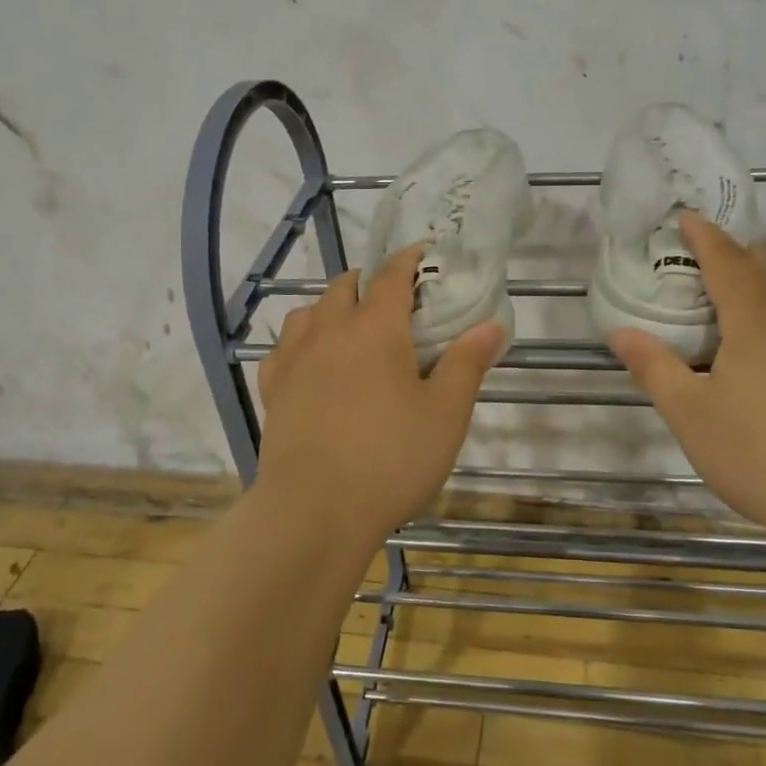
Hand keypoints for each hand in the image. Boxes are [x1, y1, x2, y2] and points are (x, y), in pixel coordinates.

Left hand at [255, 247, 506, 551]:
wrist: (314, 511)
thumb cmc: (390, 458)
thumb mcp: (446, 413)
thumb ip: (467, 363)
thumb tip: (492, 324)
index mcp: (375, 327)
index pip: (392, 274)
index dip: (410, 259)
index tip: (424, 254)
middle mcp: (330, 330)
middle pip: (345, 285)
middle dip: (370, 281)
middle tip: (396, 302)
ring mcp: (295, 358)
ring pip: (309, 310)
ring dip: (332, 306)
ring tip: (351, 327)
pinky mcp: (274, 389)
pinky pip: (284, 346)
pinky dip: (301, 340)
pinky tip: (312, 361)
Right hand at [606, 213, 765, 543]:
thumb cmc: (763, 456)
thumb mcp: (692, 416)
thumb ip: (654, 368)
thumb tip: (620, 331)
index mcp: (756, 323)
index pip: (726, 262)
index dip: (705, 237)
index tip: (688, 216)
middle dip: (738, 256)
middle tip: (712, 257)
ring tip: (747, 307)